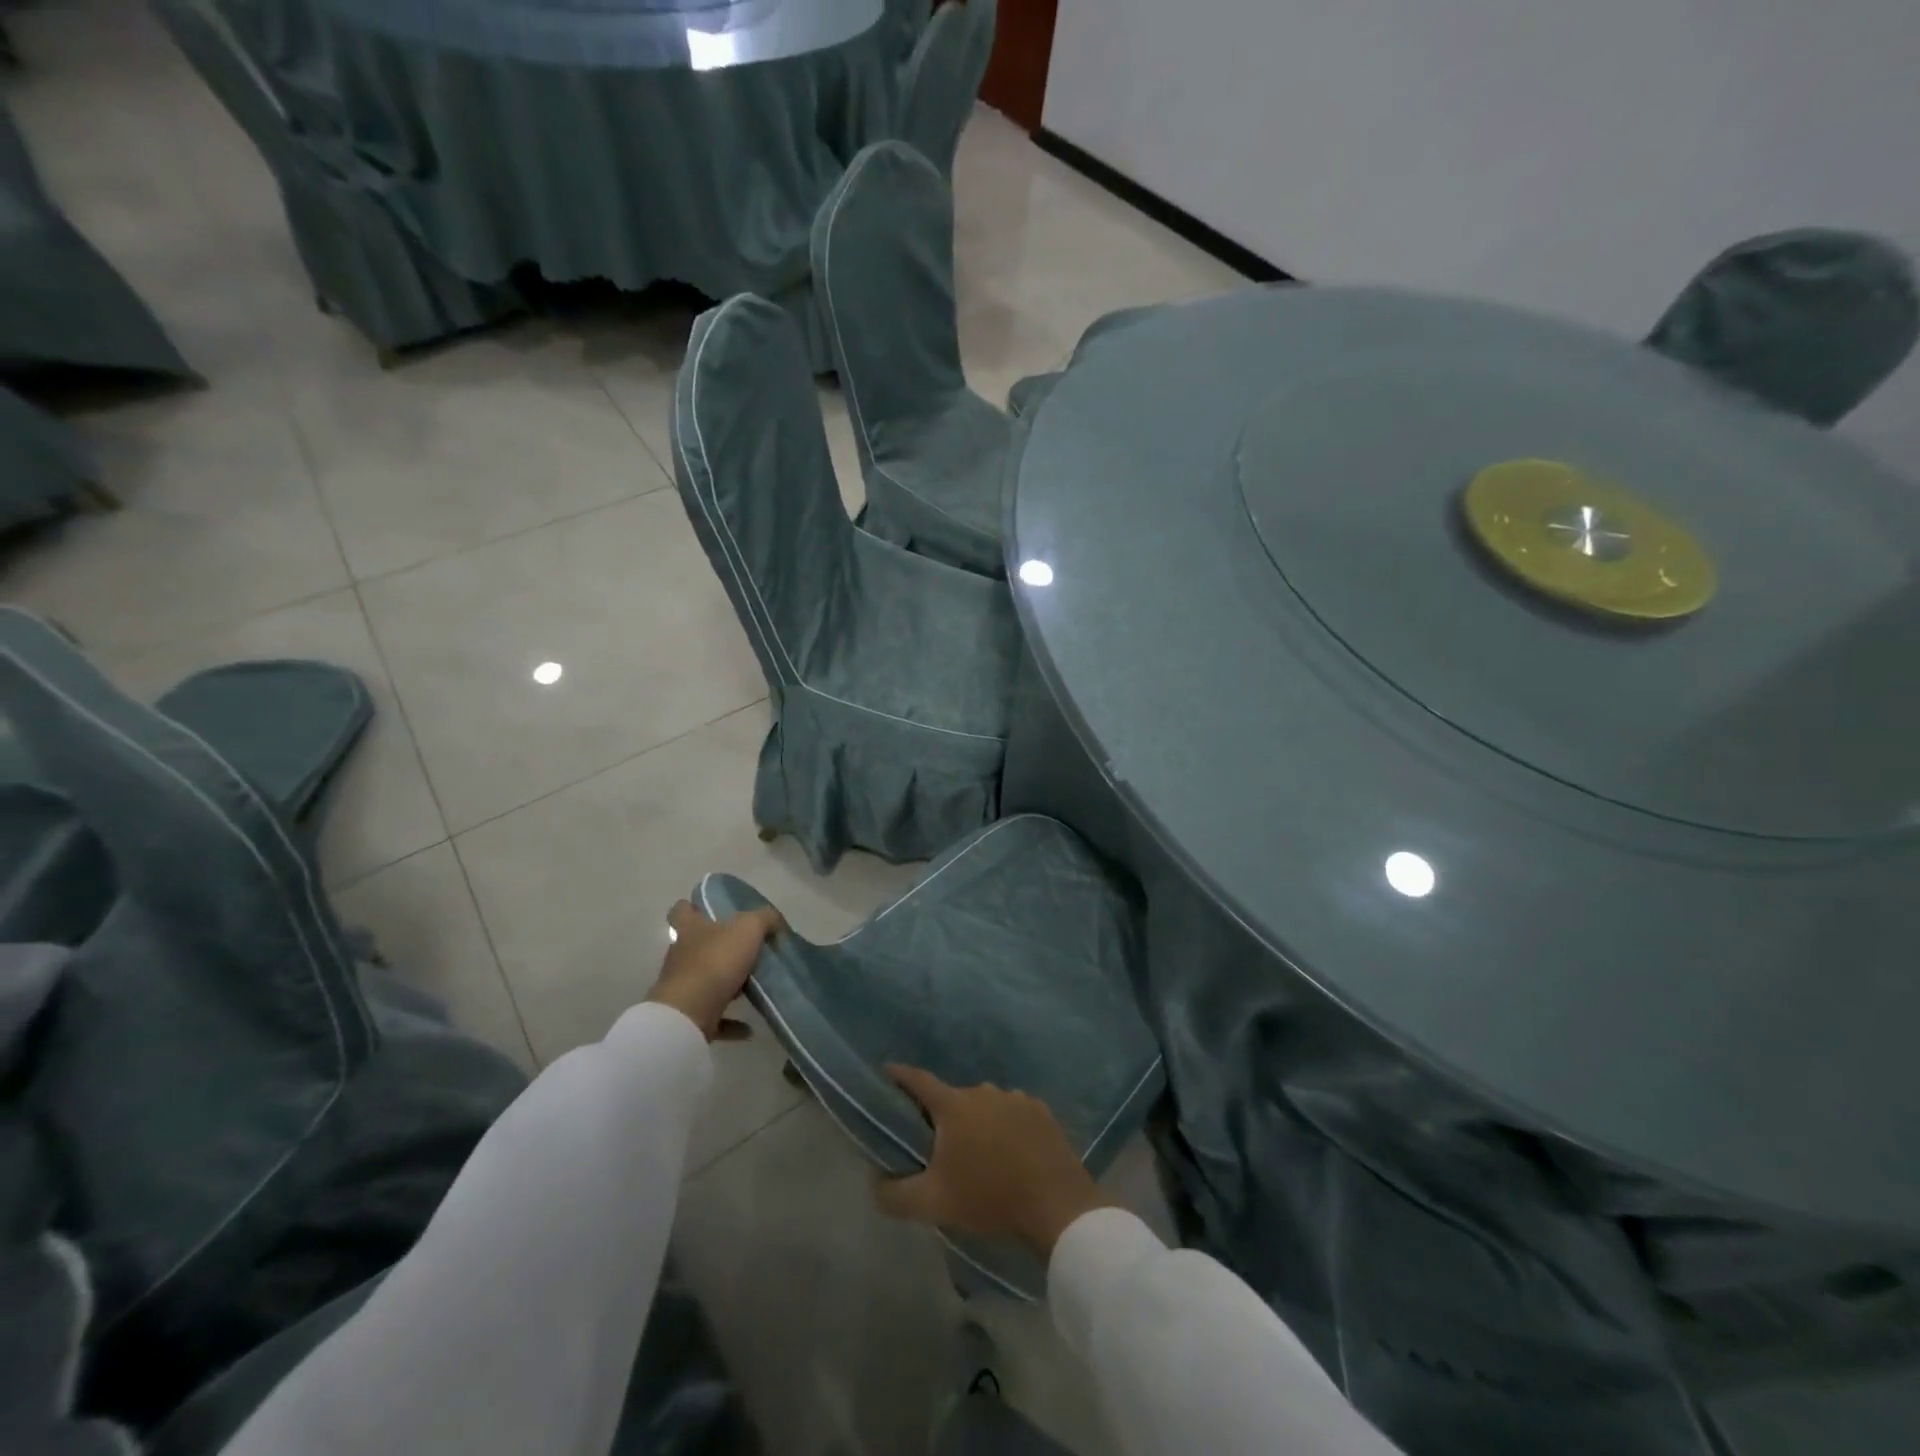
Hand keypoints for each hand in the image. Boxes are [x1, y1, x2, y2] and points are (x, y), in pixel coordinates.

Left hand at [647, 901, 783, 1041]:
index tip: (711, 910)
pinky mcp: (688, 1017)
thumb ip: (764, 919)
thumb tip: (775, 921)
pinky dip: (732, 1022)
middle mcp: (681, 956)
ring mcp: (682, 988)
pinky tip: (750, 1028)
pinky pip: (714, 1017)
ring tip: (754, 987)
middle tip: (747, 950)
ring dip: (727, 985)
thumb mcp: (748, 928)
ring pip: (705, 981)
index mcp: (690, 930)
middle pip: (696, 946)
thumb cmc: (715, 962)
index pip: (682, 910)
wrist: (688, 1015)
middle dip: (718, 947)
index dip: (693, 907)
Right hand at [874, 1066, 1108, 1257]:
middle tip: (938, 1145)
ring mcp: (1015, 1097)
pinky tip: (1009, 1153)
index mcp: (954, 1106)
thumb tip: (875, 1182)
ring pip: (984, 1105)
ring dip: (976, 1122)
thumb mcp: (933, 1205)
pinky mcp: (1040, 1110)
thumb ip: (895, 1195)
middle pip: (952, 1098)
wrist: (1056, 1205)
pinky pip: (1012, 1112)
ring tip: (978, 1154)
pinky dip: (1005, 1126)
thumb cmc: (990, 1199)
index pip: (918, 1080)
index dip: (899, 1076)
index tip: (887, 1074)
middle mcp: (983, 1090)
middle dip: (942, 1116)